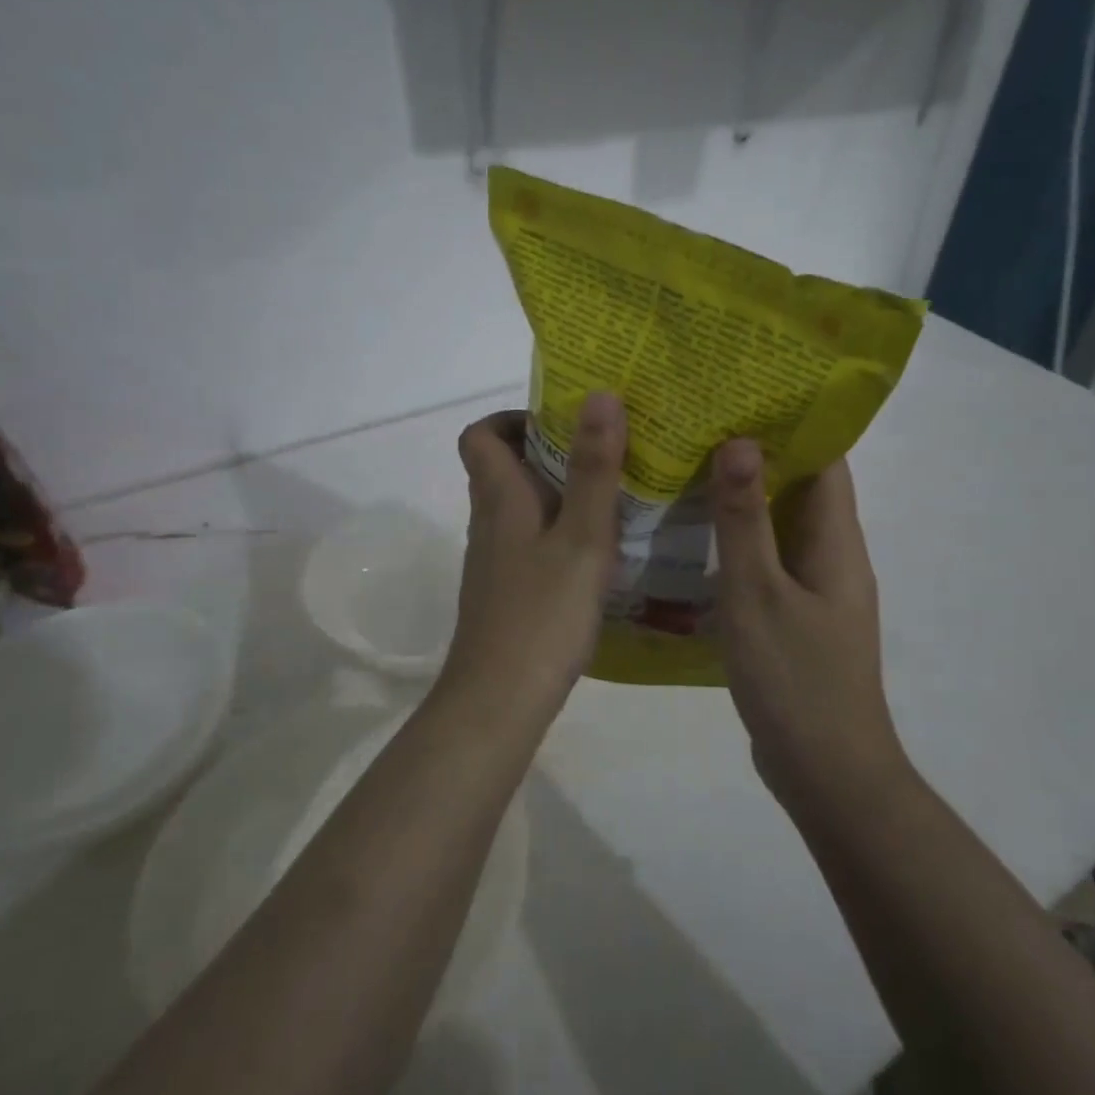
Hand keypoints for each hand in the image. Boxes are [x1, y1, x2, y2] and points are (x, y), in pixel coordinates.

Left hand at [443, 392, 627, 724]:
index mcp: (500, 499)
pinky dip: (559, 532)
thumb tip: (600, 395)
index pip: (480, 435)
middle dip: (550, 452)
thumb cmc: (542, 613)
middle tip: (606, 454)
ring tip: (614, 497)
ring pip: (520, 507)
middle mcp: (489, 523)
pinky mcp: (506, 592)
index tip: (563, 421)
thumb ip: (594, 469)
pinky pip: (530, 542)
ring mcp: (495, 561)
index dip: (513, 418)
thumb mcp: (582, 537)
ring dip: (558, 493)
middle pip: (504, 468)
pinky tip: (598, 553)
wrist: (499, 699)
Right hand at [711, 442, 908, 801]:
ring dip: (742, 495)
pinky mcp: (792, 615)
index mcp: (836, 540)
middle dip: (757, 451)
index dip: (792, 419)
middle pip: (800, 486)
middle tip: (698, 420)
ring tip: (686, 464)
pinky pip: (765, 560)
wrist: (825, 770)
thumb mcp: (759, 593)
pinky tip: (691, 536)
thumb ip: (746, 519)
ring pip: (778, 524)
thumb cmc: (795, 678)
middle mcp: (831, 554)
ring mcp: (813, 587)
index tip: (743, 388)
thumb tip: (741, 441)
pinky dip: (736, 539)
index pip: (825, 458)